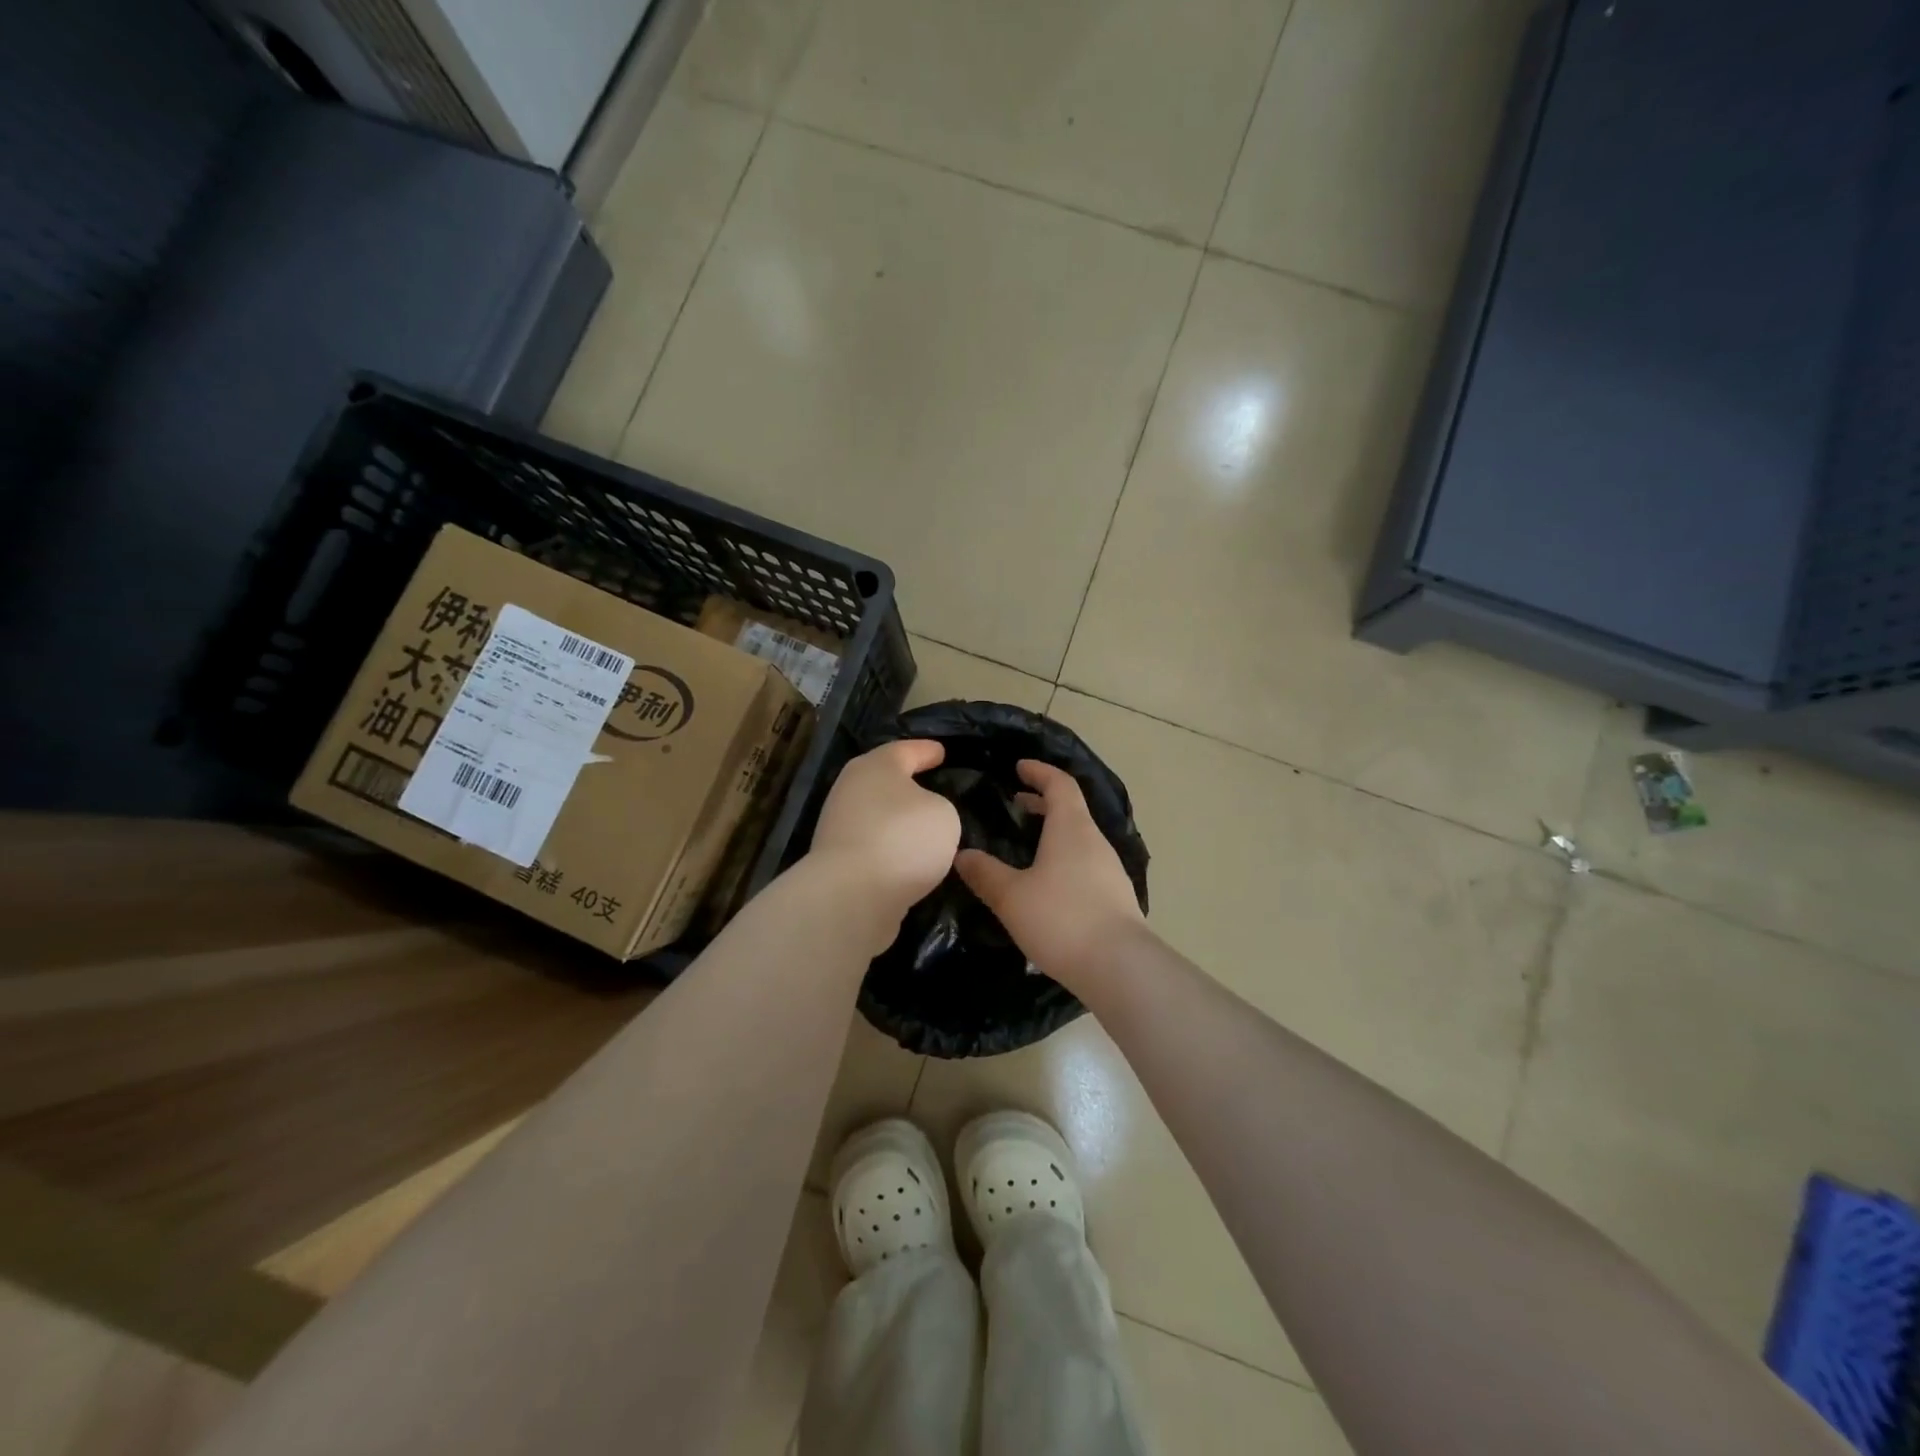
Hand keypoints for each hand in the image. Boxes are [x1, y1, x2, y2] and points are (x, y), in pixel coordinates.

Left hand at [808, 740, 961, 915]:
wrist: (850, 895)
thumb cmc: (902, 839)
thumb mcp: (943, 814)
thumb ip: (937, 807)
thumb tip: (922, 817)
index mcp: (876, 766)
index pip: (906, 750)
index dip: (927, 751)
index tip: (941, 752)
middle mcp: (852, 789)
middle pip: (885, 780)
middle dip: (908, 784)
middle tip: (933, 786)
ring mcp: (839, 825)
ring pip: (877, 814)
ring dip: (899, 820)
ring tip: (925, 829)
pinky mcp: (837, 860)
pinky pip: (874, 845)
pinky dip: (890, 848)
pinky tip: (908, 859)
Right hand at [954, 760, 1146, 987]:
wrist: (1119, 967)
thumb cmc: (1061, 918)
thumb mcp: (1010, 896)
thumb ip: (985, 873)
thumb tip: (962, 854)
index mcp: (1071, 828)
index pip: (1059, 783)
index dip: (1039, 771)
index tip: (1019, 767)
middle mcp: (1094, 841)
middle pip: (1070, 809)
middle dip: (1043, 802)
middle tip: (1015, 804)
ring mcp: (1109, 869)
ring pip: (1078, 837)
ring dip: (1053, 832)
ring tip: (1025, 845)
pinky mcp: (1114, 896)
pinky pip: (1084, 862)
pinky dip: (1063, 857)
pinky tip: (1046, 882)